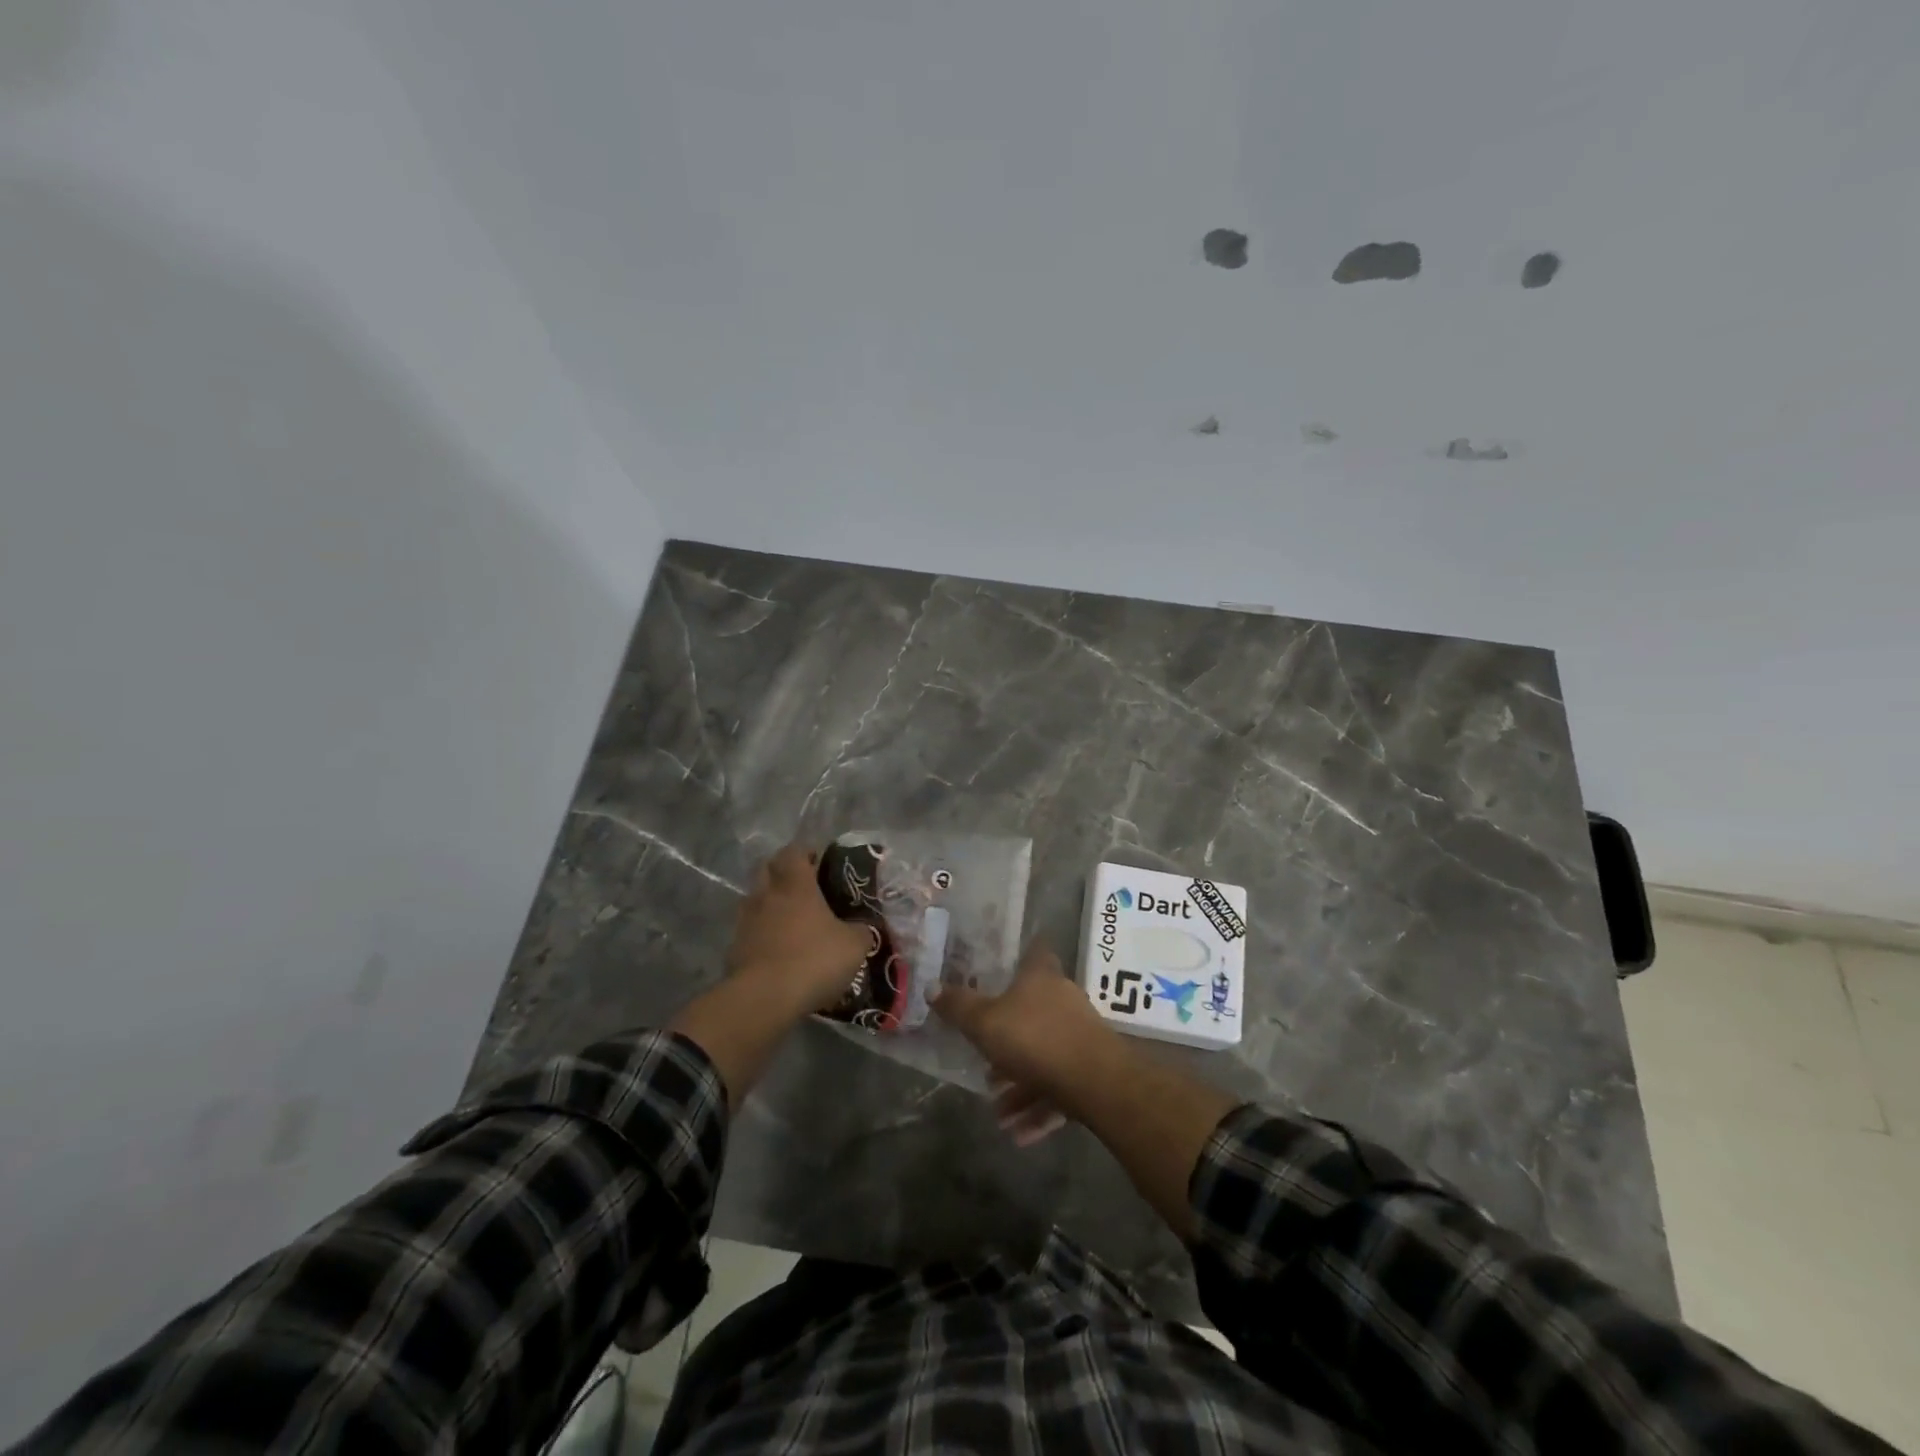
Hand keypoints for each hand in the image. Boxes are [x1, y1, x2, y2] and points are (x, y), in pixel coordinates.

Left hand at [726, 842, 870, 1014]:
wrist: (764, 999)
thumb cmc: (813, 960)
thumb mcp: (854, 946)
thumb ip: (861, 931)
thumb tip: (863, 928)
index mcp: (795, 885)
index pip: (793, 851)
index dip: (805, 852)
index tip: (819, 861)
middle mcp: (766, 895)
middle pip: (767, 868)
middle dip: (783, 872)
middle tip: (805, 887)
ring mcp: (746, 921)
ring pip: (755, 899)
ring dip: (770, 903)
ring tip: (792, 921)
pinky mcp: (734, 948)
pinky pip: (750, 930)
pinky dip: (762, 933)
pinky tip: (779, 949)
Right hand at [932, 944, 1124, 1144]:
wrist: (1098, 1083)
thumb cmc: (1035, 1039)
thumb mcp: (985, 1023)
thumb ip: (959, 1007)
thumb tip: (931, 986)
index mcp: (1041, 977)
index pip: (1034, 952)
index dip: (1019, 956)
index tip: (1001, 968)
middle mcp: (1063, 1000)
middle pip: (1031, 1013)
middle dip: (1007, 1043)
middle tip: (986, 1067)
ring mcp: (1080, 1036)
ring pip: (1043, 1057)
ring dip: (1020, 1087)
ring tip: (999, 1114)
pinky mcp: (1093, 1070)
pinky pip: (1059, 1087)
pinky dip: (1039, 1108)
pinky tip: (1019, 1135)